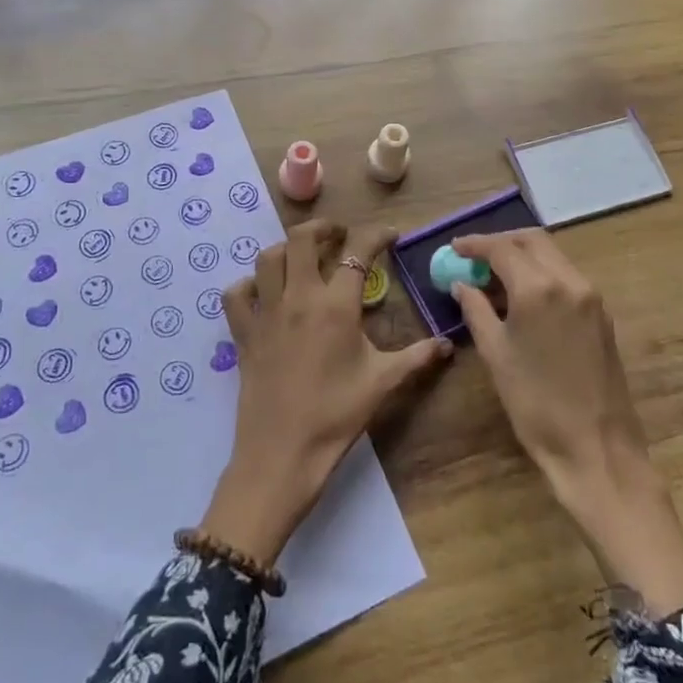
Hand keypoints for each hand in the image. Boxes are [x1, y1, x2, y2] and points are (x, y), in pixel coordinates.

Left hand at [200, 219, 452, 565]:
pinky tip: (263, 293)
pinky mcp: (243, 333)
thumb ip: (416, 358)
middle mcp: (298, 297)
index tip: (389, 235)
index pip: (358, 252)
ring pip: (267, 258)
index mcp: (336, 306)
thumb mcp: (382, 383)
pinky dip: (247, 285)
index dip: (376, 235)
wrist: (283, 454)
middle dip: (323, 228)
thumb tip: (446, 345)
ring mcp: (266, 313)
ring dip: (287, 250)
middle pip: (302, 238)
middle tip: (338, 237)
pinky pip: (236, 295)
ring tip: (303, 258)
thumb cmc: (336, 416)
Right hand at [453, 229, 682, 612]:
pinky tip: (523, 294)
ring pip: (553, 255)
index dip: (475, 244)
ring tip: (495, 275)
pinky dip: (542, 272)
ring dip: (523, 255)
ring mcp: (591, 296)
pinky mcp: (602, 314)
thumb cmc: (535, 404)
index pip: (502, 248)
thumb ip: (476, 310)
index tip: (455, 248)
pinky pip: (567, 275)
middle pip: (532, 241)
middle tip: (475, 256)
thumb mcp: (495, 354)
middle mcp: (569, 280)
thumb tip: (463, 284)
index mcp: (539, 288)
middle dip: (501, 242)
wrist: (596, 447)